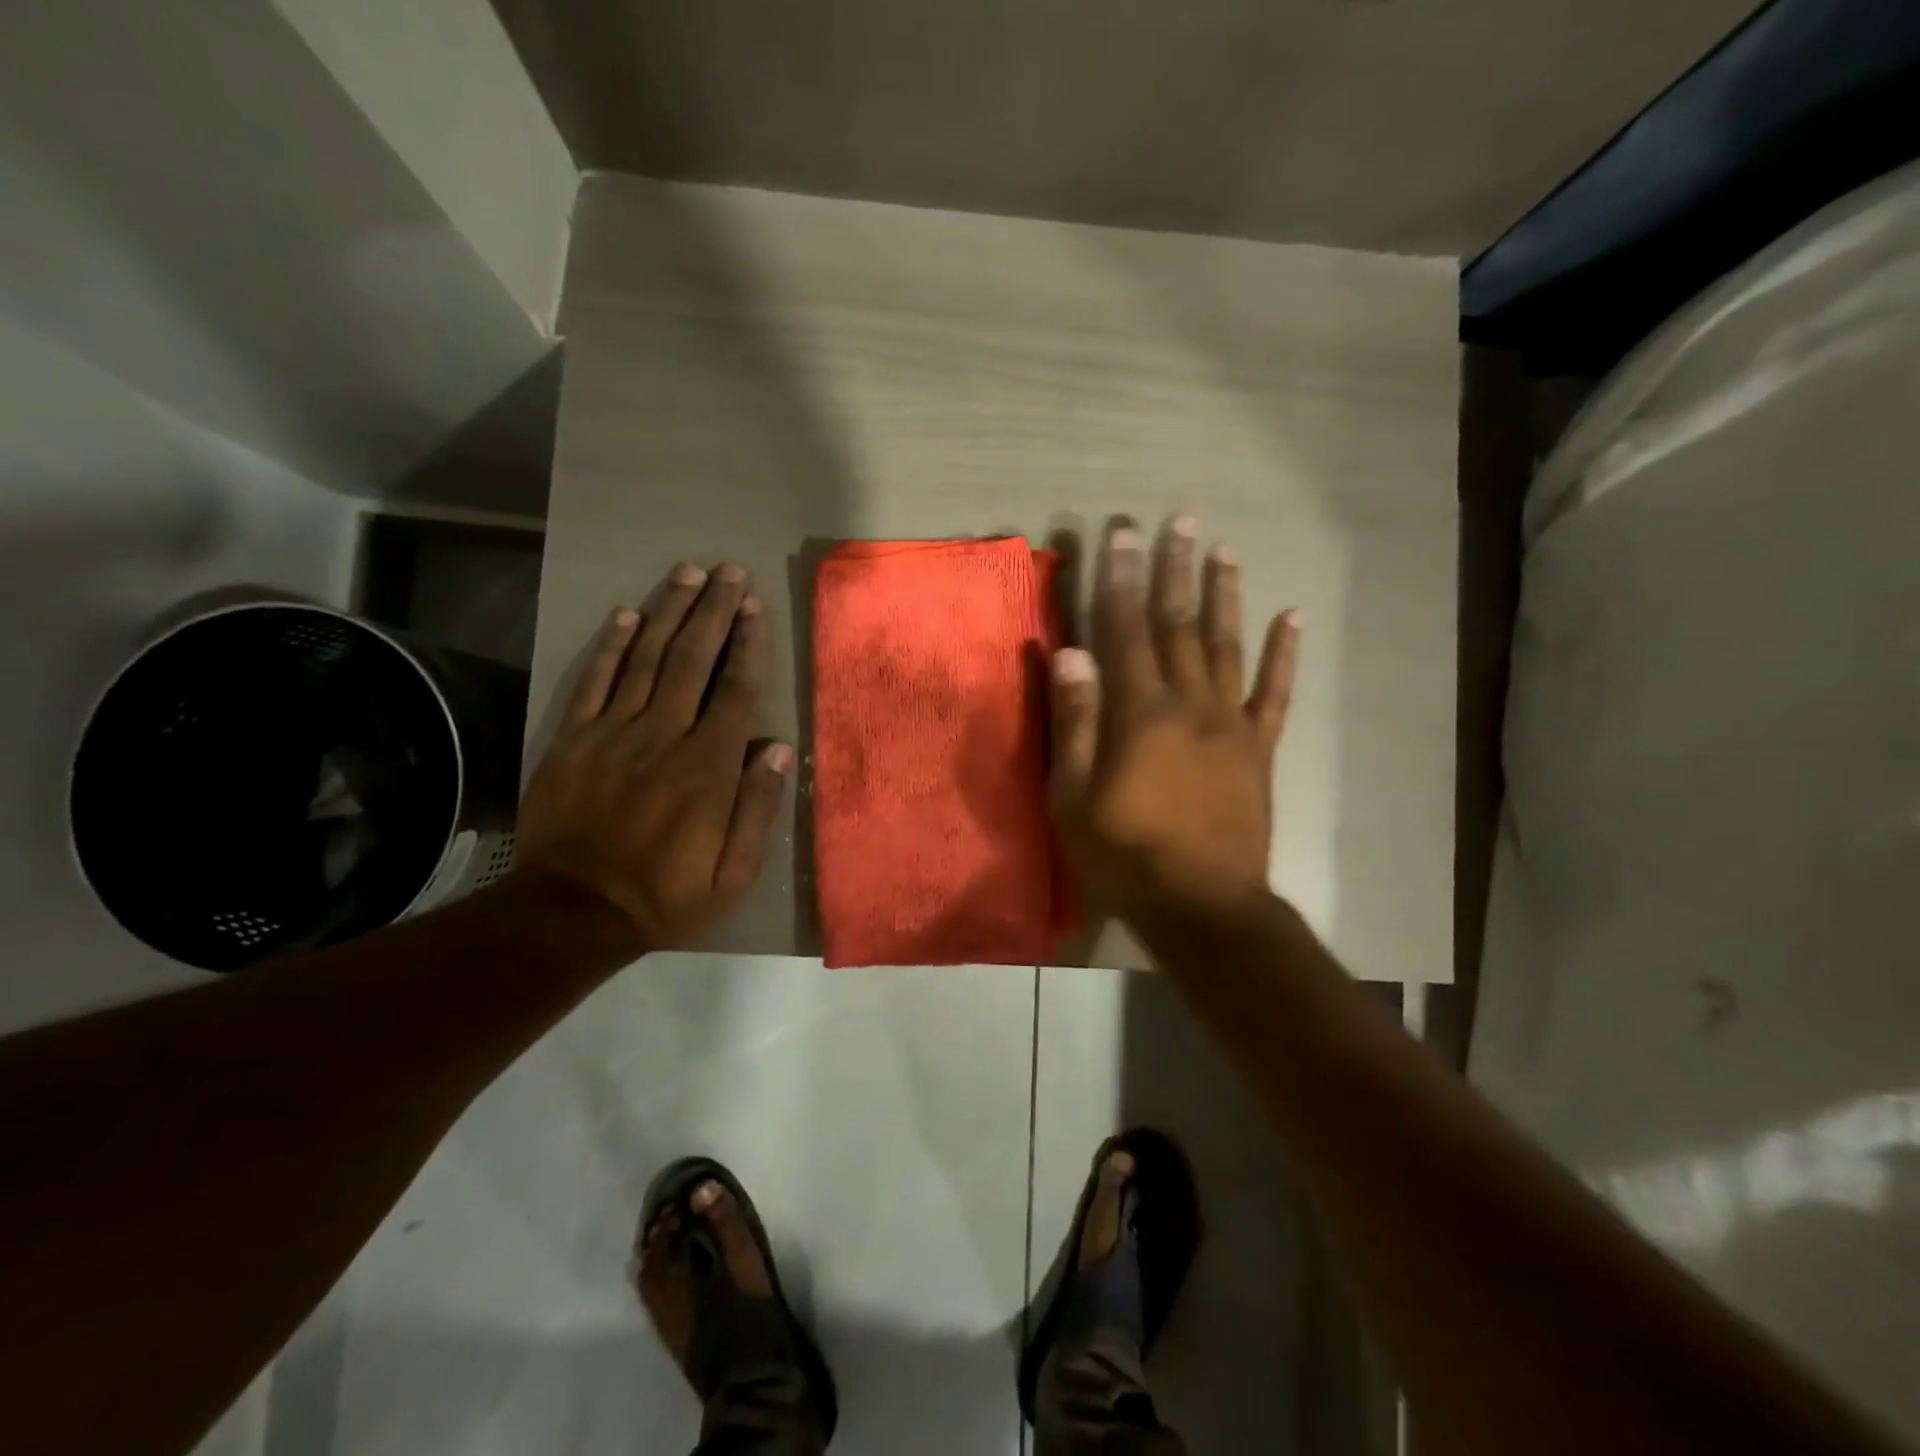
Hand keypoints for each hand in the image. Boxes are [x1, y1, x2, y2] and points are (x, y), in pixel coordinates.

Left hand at [516, 563, 792, 951]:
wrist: (571, 913)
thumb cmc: (665, 895)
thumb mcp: (733, 874)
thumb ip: (758, 809)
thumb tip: (779, 749)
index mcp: (707, 769)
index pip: (734, 692)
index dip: (747, 645)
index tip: (755, 606)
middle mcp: (663, 738)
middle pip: (692, 661)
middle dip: (714, 612)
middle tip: (729, 572)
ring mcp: (612, 735)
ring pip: (647, 659)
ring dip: (670, 613)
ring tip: (688, 574)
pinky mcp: (572, 741)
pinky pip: (595, 683)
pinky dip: (612, 646)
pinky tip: (628, 614)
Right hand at [1048, 515, 1299, 927]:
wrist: (1204, 907)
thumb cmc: (1125, 856)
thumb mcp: (1074, 797)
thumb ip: (1074, 721)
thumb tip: (1068, 653)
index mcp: (1139, 713)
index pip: (1124, 631)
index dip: (1121, 580)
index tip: (1123, 534)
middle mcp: (1188, 703)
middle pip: (1179, 625)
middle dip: (1174, 571)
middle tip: (1179, 521)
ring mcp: (1230, 724)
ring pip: (1227, 645)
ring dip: (1224, 595)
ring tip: (1223, 551)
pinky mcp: (1258, 749)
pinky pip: (1274, 693)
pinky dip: (1283, 654)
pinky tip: (1291, 617)